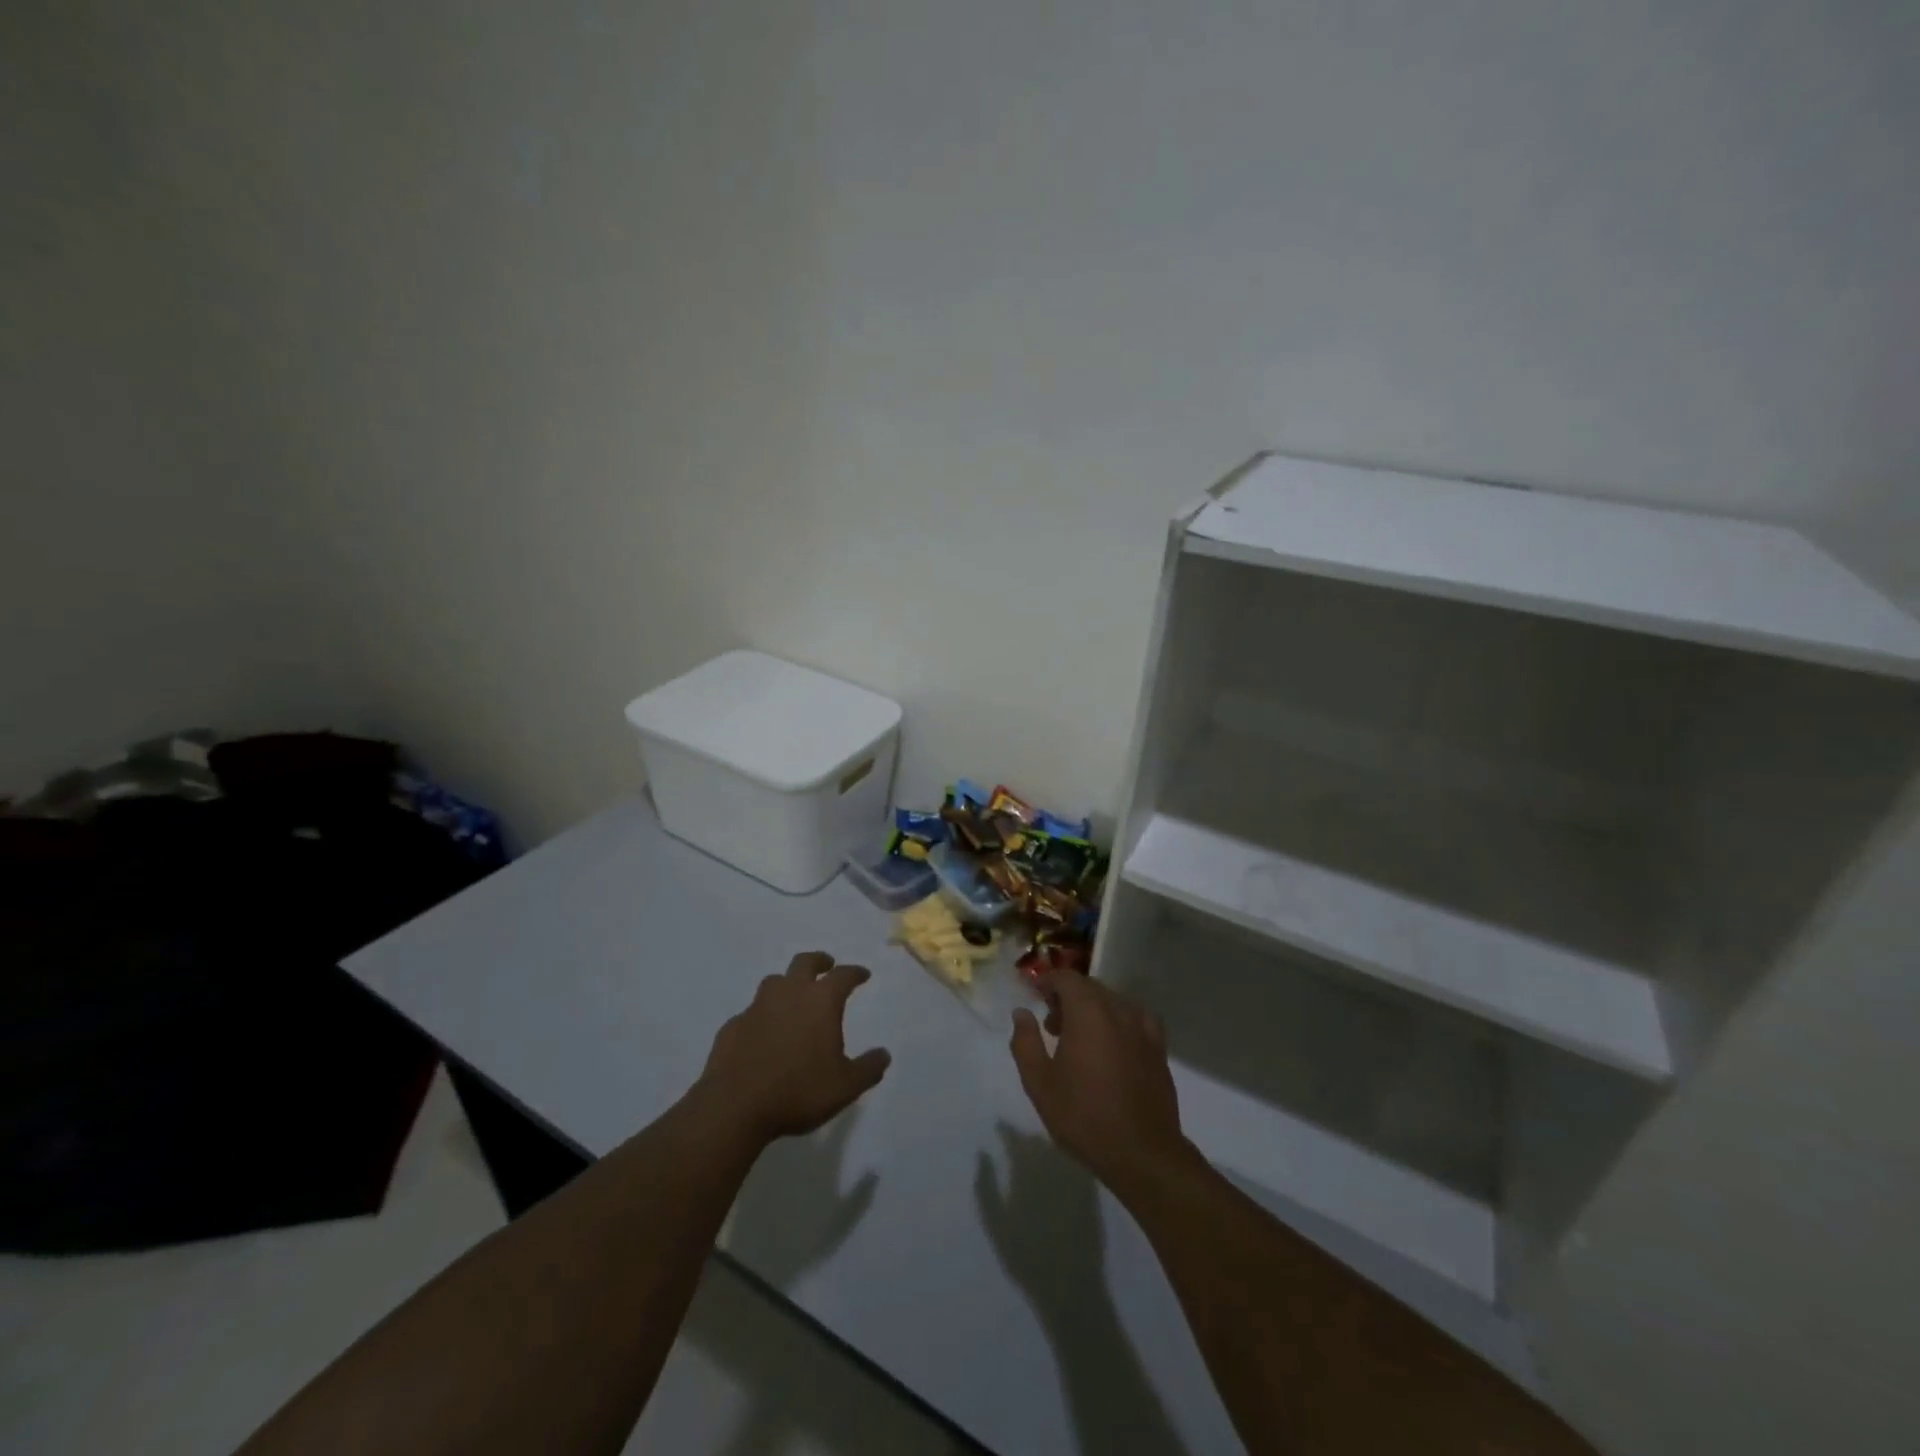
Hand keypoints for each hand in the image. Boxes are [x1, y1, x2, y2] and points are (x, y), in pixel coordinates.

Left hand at [698, 951, 891, 1144]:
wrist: (734, 1107)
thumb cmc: (798, 1091)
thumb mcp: (845, 1087)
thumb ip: (868, 1068)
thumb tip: (884, 1054)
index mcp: (820, 1001)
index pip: (843, 975)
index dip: (855, 972)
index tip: (863, 974)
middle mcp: (789, 994)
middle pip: (804, 962)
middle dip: (819, 961)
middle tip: (826, 965)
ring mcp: (757, 1007)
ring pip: (775, 981)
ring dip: (787, 983)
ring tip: (793, 996)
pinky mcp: (732, 1026)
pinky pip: (751, 1012)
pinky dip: (762, 1016)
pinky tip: (763, 1032)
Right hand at [1010, 972, 1192, 1195]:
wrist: (1142, 1152)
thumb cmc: (1084, 1116)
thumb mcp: (1039, 1083)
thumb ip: (1026, 1042)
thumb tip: (1022, 1012)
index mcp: (1088, 1012)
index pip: (1067, 977)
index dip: (1048, 982)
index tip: (1035, 997)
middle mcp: (1118, 1009)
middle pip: (1090, 987)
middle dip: (1068, 997)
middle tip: (1051, 1025)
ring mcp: (1143, 1027)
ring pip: (1112, 1001)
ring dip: (1092, 1009)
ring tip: (1080, 1040)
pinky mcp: (1158, 1047)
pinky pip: (1135, 1019)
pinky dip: (1118, 1022)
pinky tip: (1113, 1045)